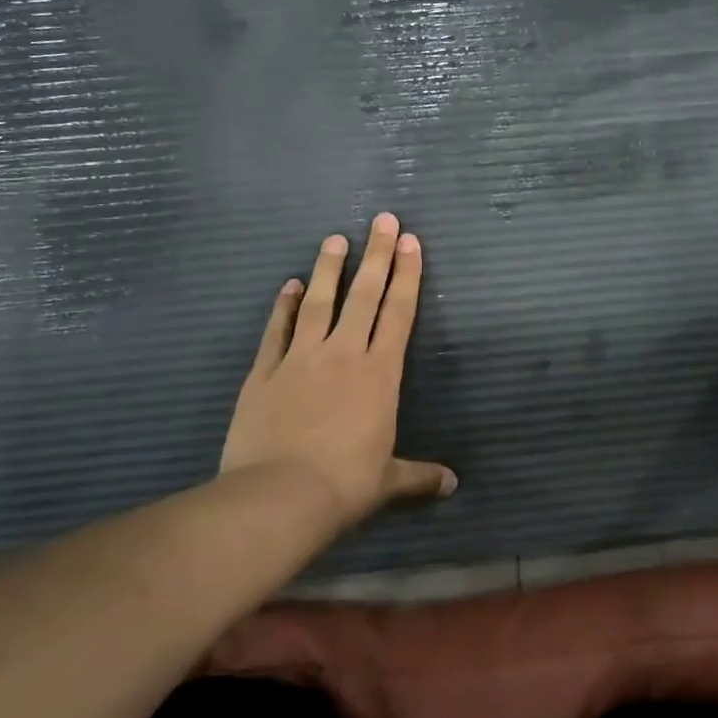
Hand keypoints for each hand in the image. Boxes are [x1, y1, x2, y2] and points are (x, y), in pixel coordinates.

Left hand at [220, 213, 454, 527]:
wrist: (279, 497)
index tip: (411, 242)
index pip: (398, 314)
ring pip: (318, 303)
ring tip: (335, 238)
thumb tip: (452, 484)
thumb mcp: (388, 481)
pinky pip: (276, 331)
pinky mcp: (264, 373)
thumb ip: (419, 475)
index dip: (407, 276)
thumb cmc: (345, 485)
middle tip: (383, 220)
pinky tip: (287, 285)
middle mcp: (343, 355)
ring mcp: (300, 359)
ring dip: (328, 269)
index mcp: (379, 374)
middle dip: (377, 255)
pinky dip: (283, 306)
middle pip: (364, 296)